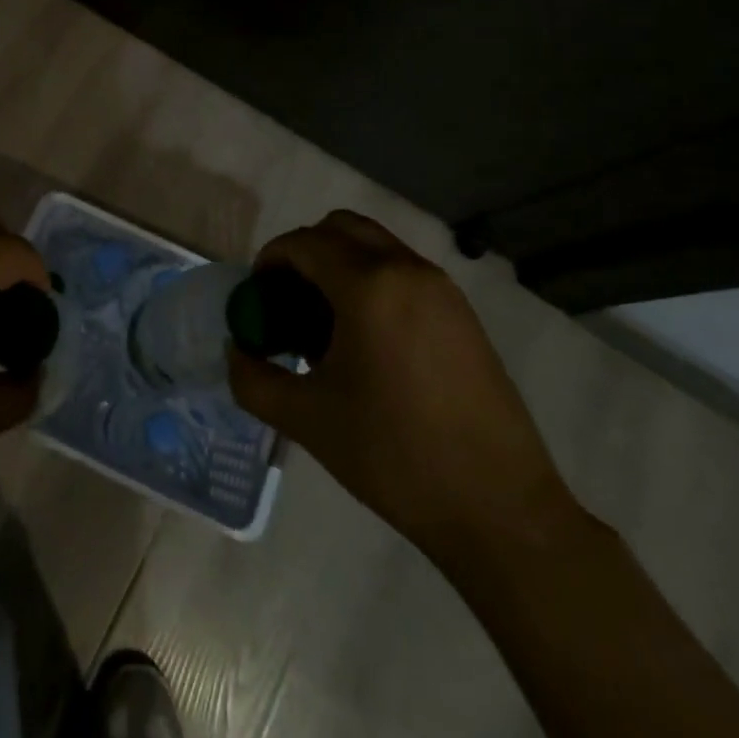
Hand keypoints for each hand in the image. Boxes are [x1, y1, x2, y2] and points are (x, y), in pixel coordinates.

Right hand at [228, 211, 579, 562]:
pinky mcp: (463, 313)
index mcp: (368, 286)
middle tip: (288, 298)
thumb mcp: (308, 420)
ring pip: (376, 246)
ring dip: (340, 264)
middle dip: (305, 252)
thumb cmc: (395, 456)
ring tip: (325, 322)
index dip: (270, 260)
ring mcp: (442, 289)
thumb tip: (237, 353)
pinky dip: (373, 281)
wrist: (500, 510)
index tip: (257, 296)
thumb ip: (254, 379)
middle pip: (341, 227)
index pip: (303, 243)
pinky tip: (367, 340)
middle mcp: (407, 270)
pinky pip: (403, 271)